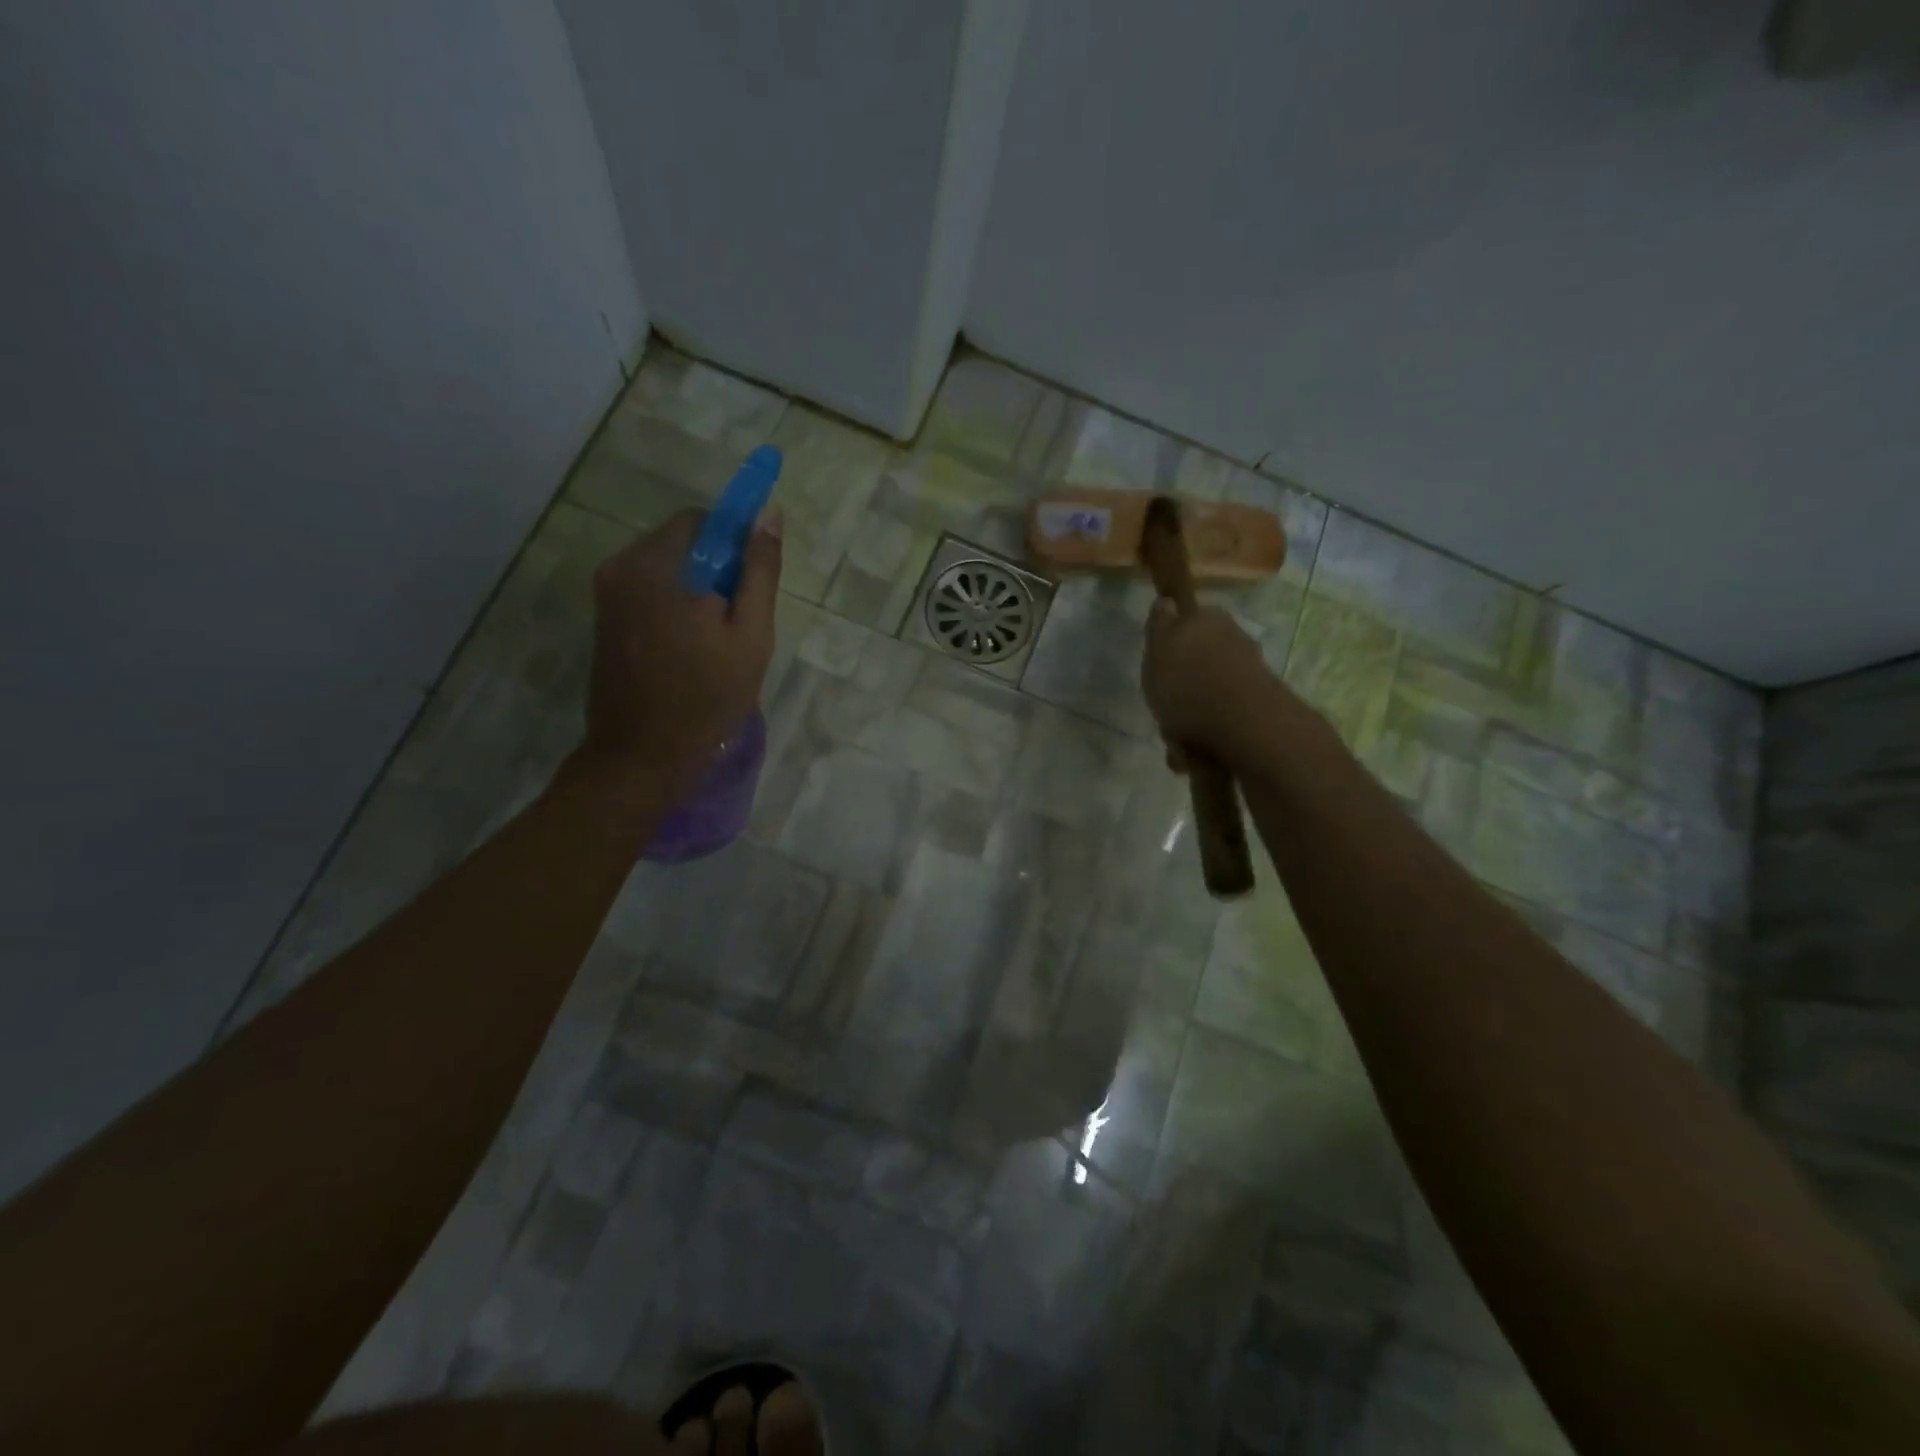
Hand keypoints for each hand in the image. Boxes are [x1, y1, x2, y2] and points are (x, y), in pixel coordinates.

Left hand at [580, 507, 781, 790]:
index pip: (703, 521)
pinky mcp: (604, 618)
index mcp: (656, 565)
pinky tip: (689, 648)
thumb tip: (769, 514)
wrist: (642, 756)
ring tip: (715, 640)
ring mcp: (607, 593)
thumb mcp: (750, 636)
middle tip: (737, 621)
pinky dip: (675, 605)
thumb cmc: (706, 698)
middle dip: (716, 570)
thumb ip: (760, 572)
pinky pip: (649, 591)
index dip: (736, 545)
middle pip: (682, 542)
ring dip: (697, 589)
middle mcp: (621, 567)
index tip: (752, 587)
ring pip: (667, 568)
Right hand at [1142, 599, 1271, 761]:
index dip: (1170, 643)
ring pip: (1206, 696)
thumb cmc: (1189, 682)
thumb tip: (1167, 601)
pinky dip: (1203, 739)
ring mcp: (1248, 677)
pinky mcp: (1255, 710)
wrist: (1243, 726)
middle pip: (1197, 663)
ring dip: (1187, 720)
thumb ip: (1160, 622)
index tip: (1157, 667)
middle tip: (1162, 710)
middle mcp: (1234, 642)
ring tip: (1176, 743)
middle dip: (1179, 689)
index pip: (1186, 620)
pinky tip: (1192, 754)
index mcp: (1211, 620)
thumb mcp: (1159, 645)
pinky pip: (1219, 723)